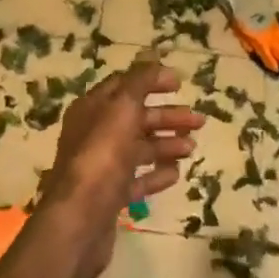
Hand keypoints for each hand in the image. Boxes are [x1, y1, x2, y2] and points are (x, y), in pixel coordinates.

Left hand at [37, 56, 202, 277]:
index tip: (181, 84)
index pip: (124, 85)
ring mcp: (101, 167)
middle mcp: (94, 134)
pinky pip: (137, 180)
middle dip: (168, 116)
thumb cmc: (102, 155)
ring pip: (139, 149)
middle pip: (136, 118)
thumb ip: (140, 81)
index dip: (152, 81)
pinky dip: (156, 174)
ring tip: (192, 148)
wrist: (79, 220)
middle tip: (199, 121)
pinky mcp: (109, 197)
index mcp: (93, 108)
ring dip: (167, 144)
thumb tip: (154, 57)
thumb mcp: (122, 107)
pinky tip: (176, 174)